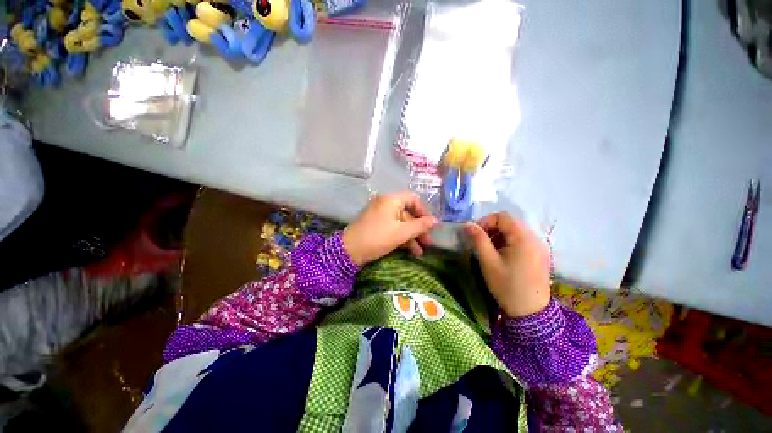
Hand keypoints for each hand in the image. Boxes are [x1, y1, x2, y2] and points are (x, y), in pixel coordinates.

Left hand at [343, 192, 437, 265]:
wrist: (349, 251)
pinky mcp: (375, 227)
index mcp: (391, 200)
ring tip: (420, 253)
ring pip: (401, 223)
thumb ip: (420, 226)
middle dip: (419, 229)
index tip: (429, 226)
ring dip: (412, 237)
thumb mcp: (401, 233)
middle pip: (408, 213)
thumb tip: (437, 221)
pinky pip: (393, 229)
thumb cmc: (377, 238)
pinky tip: (410, 252)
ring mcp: (379, 216)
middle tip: (428, 244)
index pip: (413, 199)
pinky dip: (402, 238)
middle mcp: (385, 204)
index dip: (423, 212)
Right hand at [465, 212, 550, 317]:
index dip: (485, 222)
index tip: (474, 236)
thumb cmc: (508, 287)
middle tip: (481, 246)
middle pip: (511, 223)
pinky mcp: (542, 255)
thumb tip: (468, 225)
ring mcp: (540, 245)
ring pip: (518, 233)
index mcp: (521, 235)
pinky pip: (525, 242)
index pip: (502, 216)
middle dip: (494, 230)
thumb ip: (479, 241)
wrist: (530, 310)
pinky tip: (507, 261)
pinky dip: (513, 245)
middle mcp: (534, 235)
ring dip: (503, 238)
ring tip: (493, 255)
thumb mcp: (489, 264)